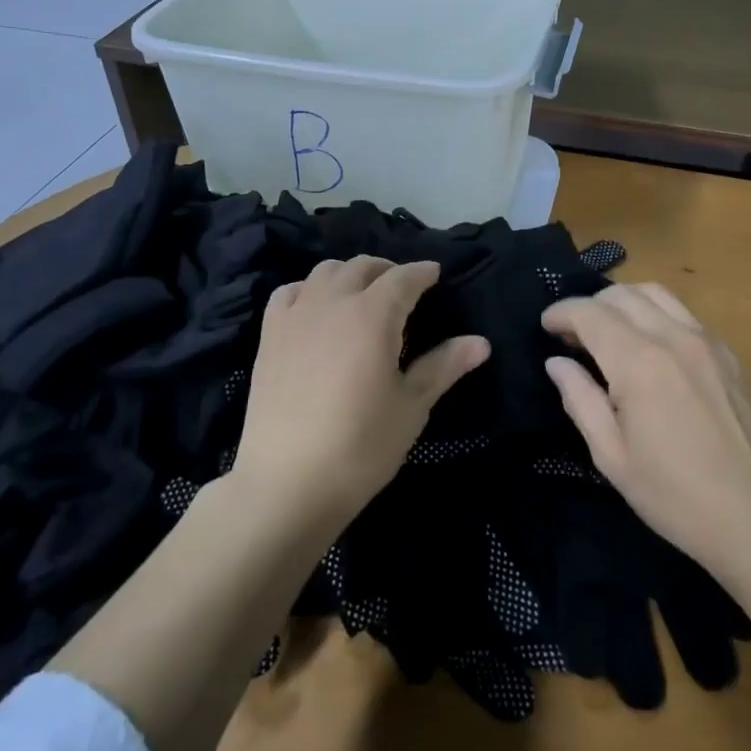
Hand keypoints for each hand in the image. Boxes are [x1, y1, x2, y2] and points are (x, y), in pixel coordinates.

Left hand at [234, 257, 488, 526]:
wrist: (287, 483)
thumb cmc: (361, 446)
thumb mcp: (411, 406)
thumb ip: (444, 366)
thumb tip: (481, 342)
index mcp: (373, 315)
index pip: (404, 278)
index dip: (422, 272)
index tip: (435, 274)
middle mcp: (333, 302)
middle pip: (363, 267)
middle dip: (388, 270)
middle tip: (403, 287)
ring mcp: (296, 316)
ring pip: (325, 272)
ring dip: (349, 274)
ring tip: (362, 293)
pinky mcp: (269, 335)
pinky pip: (288, 293)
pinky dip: (308, 290)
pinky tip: (315, 308)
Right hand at [542, 283, 750, 575]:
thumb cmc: (675, 495)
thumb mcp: (611, 456)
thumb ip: (579, 400)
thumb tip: (557, 363)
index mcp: (638, 363)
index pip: (589, 313)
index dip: (561, 313)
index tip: (546, 327)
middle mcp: (672, 337)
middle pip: (621, 294)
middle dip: (589, 306)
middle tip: (574, 336)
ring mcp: (706, 341)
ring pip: (655, 293)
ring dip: (623, 302)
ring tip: (610, 331)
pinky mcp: (728, 353)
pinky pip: (683, 313)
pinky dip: (655, 314)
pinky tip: (650, 346)